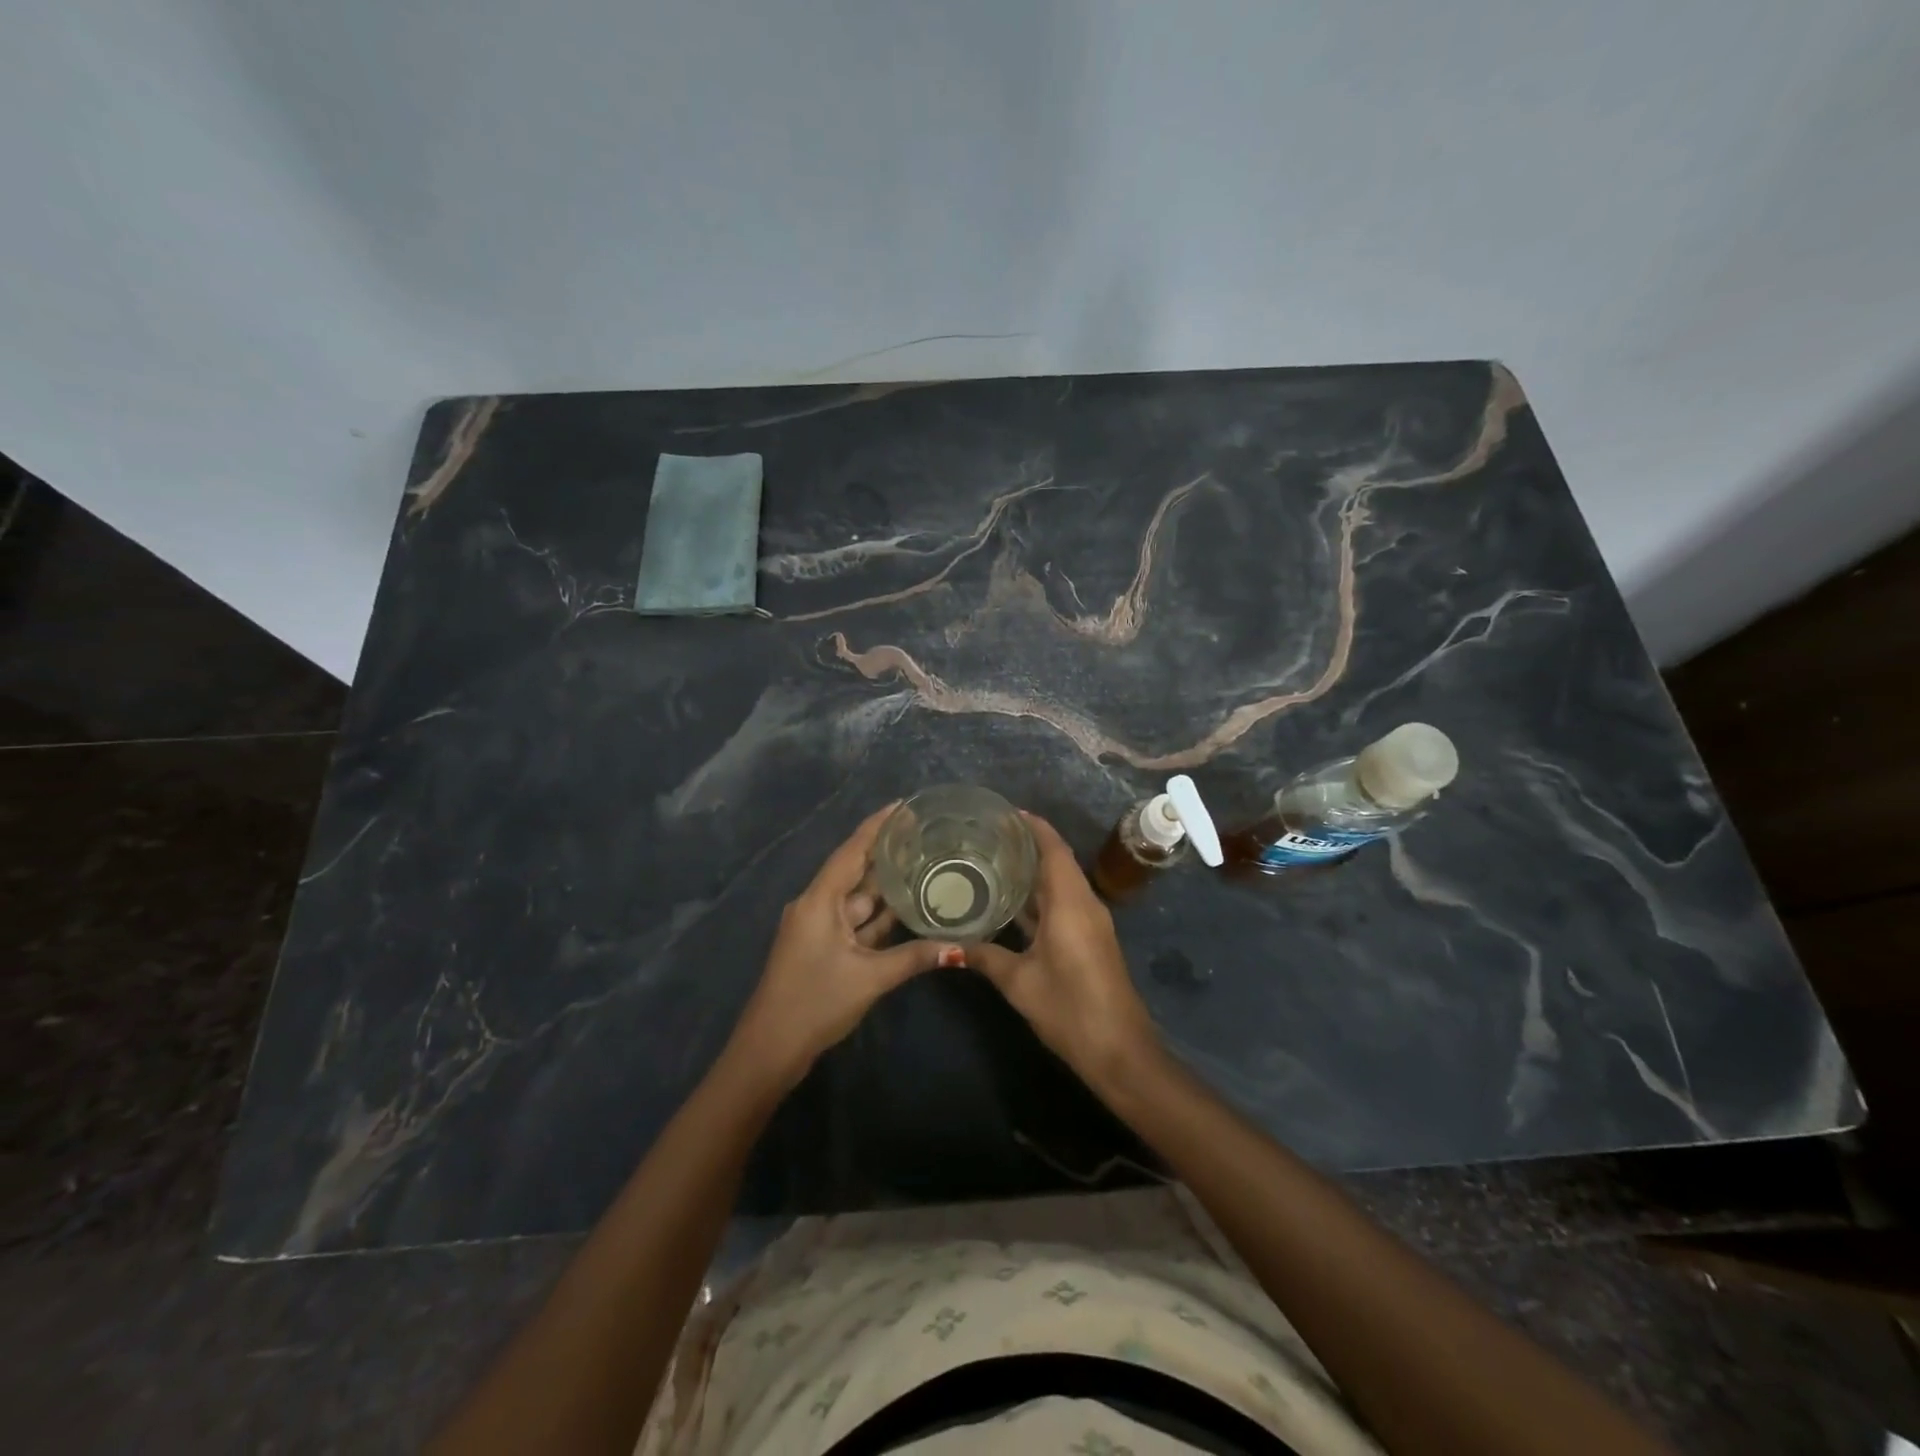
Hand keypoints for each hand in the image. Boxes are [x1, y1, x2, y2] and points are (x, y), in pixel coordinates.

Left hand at [728, 804, 963, 1091]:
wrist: (769, 1050)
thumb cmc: (814, 1003)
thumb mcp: (869, 978)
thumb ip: (914, 958)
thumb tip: (959, 948)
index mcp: (819, 900)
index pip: (852, 850)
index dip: (877, 826)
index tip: (904, 805)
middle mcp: (816, 905)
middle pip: (855, 870)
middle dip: (886, 853)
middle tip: (925, 835)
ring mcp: (818, 927)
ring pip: (857, 898)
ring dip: (885, 885)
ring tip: (923, 864)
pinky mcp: (822, 948)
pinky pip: (854, 921)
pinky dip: (878, 915)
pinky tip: (906, 908)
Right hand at [966, 811, 1158, 1086]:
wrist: (1120, 1050)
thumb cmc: (1070, 1008)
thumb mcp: (1020, 982)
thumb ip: (984, 957)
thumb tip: (947, 945)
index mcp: (1070, 903)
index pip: (1053, 849)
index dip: (1033, 826)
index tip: (1005, 812)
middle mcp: (1084, 904)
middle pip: (1058, 861)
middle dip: (1028, 844)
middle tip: (988, 836)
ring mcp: (1090, 922)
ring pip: (1061, 883)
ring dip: (1034, 870)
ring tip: (994, 860)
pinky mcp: (1090, 939)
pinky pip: (1064, 902)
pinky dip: (1040, 894)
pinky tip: (1012, 901)